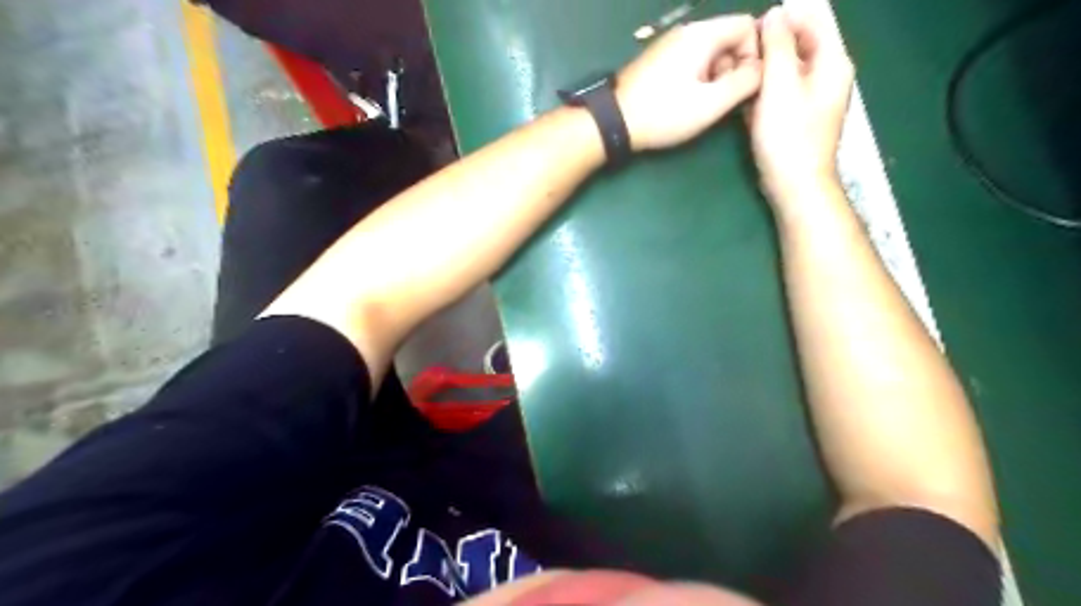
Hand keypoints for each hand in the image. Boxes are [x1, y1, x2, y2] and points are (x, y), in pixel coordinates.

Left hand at [617, 14, 757, 147]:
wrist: (614, 122)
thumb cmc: (664, 113)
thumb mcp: (711, 103)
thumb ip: (745, 82)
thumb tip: (763, 68)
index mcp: (702, 34)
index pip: (748, 24)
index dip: (755, 53)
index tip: (746, 84)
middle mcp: (686, 32)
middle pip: (728, 38)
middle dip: (734, 67)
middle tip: (722, 101)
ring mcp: (669, 46)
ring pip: (709, 53)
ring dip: (715, 77)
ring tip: (703, 106)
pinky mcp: (658, 62)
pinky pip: (690, 63)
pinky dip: (697, 80)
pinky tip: (687, 103)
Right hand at [755, 4, 852, 207]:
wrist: (794, 185)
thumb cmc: (788, 137)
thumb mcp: (779, 86)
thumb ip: (778, 46)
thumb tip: (774, 13)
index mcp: (832, 61)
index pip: (813, 17)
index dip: (782, 19)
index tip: (751, 34)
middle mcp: (827, 73)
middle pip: (799, 42)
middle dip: (770, 45)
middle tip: (742, 58)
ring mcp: (813, 96)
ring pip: (786, 67)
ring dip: (763, 69)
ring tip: (741, 78)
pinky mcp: (798, 115)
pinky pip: (781, 90)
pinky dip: (765, 90)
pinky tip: (747, 101)